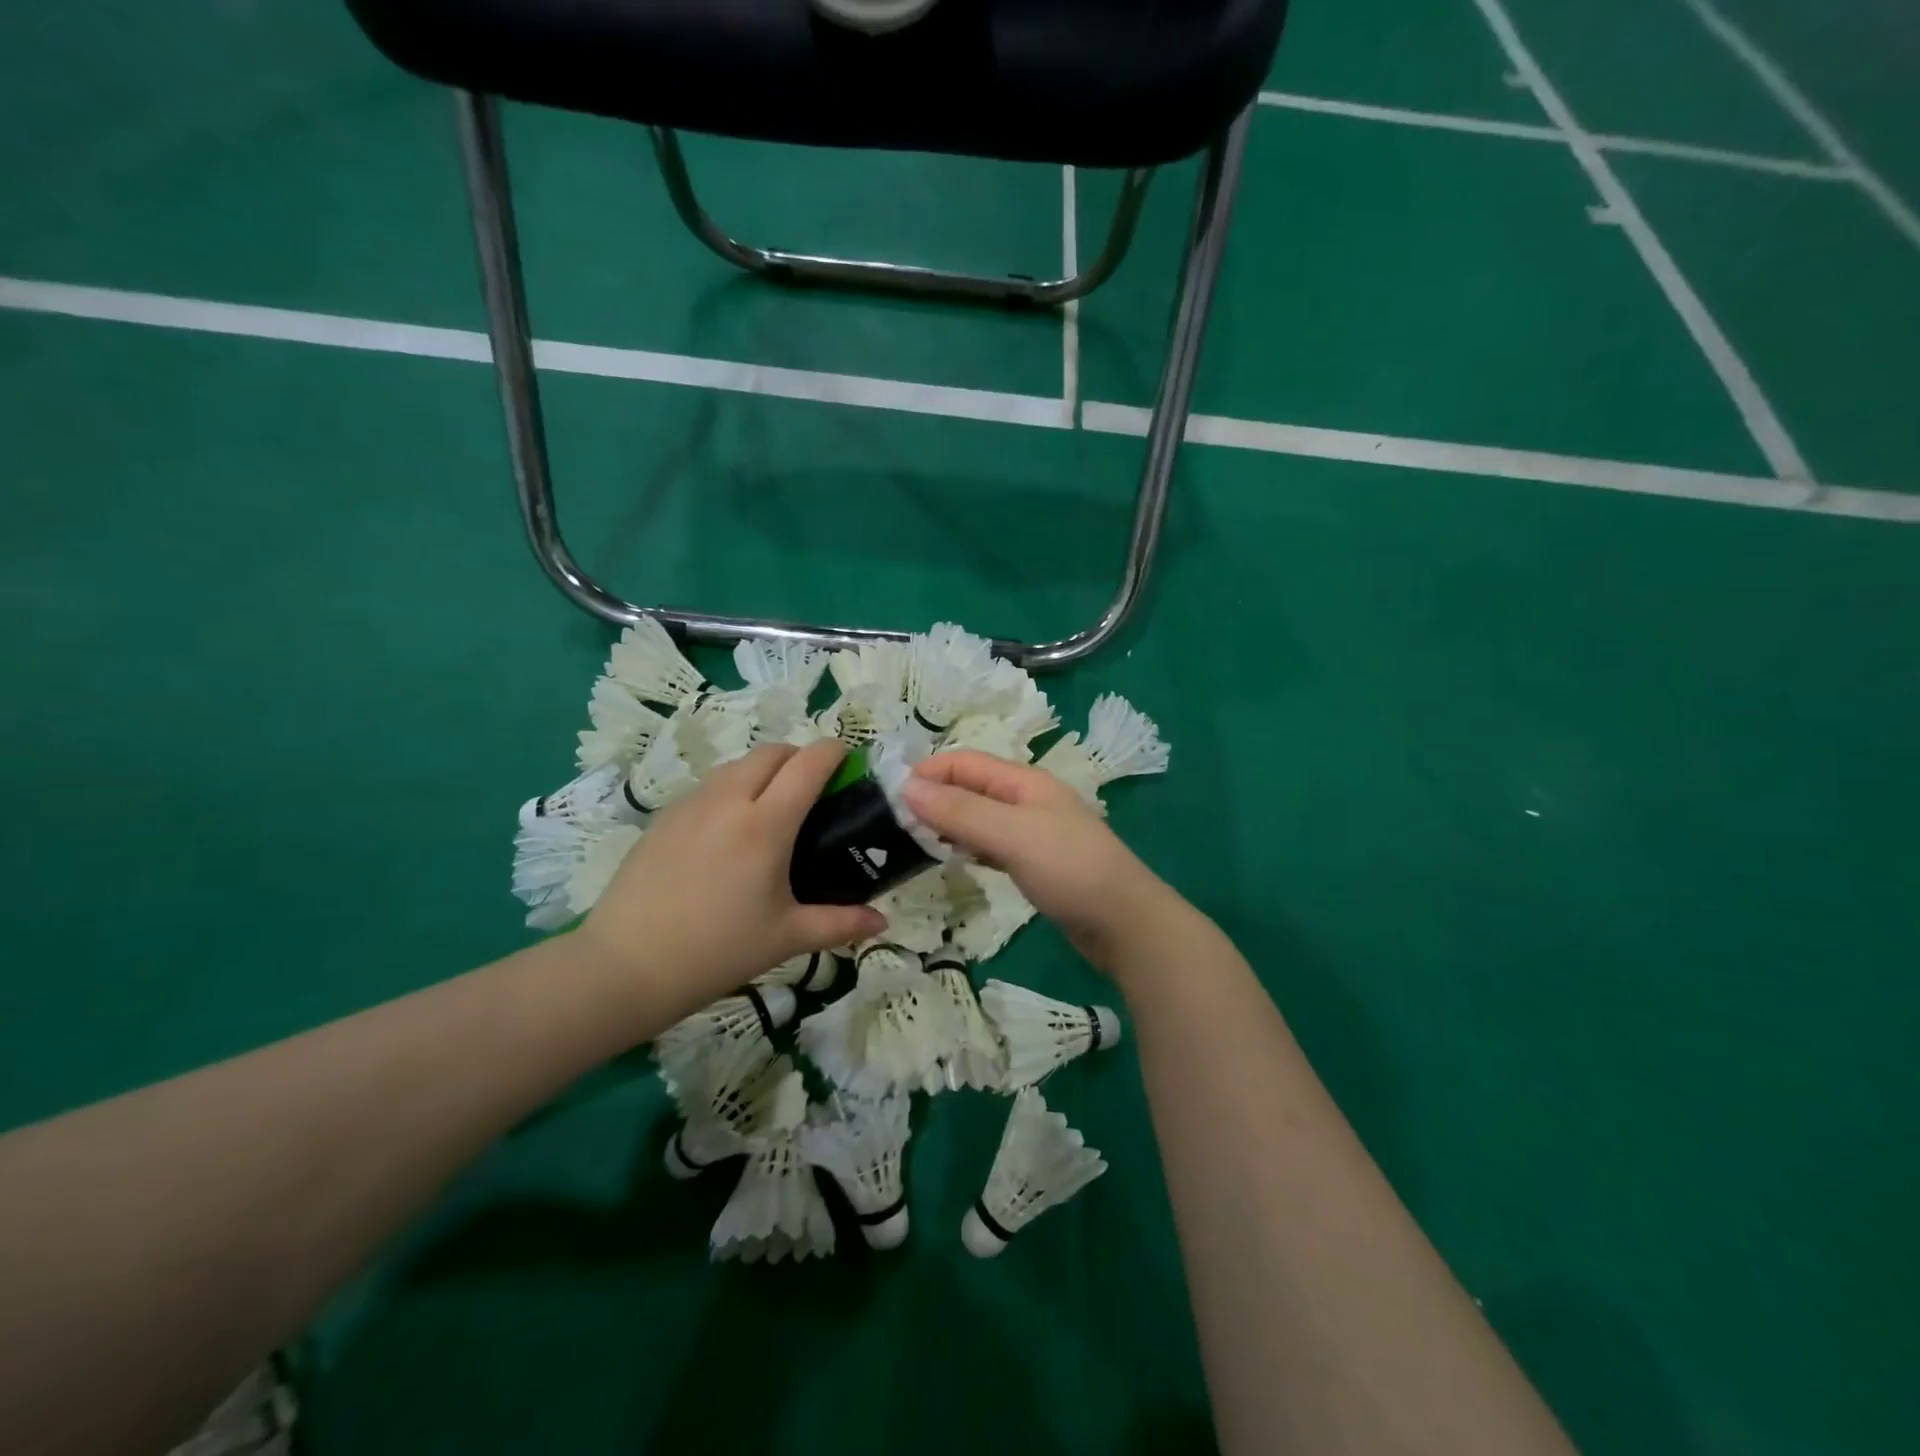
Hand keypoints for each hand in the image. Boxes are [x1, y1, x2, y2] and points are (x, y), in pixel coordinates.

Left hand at [577, 742, 885, 1022]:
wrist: (625, 966)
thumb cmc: (716, 951)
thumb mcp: (786, 938)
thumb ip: (840, 924)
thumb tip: (882, 923)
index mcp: (765, 824)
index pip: (808, 763)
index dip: (835, 752)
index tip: (849, 762)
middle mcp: (728, 800)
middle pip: (772, 752)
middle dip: (800, 757)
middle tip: (815, 790)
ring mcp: (691, 804)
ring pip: (737, 764)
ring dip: (764, 770)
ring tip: (773, 808)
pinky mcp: (664, 816)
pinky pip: (709, 785)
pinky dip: (732, 788)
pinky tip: (730, 830)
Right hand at [902, 750, 1182, 976]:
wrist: (1124, 923)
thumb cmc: (1069, 869)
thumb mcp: (1011, 834)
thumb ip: (960, 811)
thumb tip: (906, 787)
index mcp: (1024, 781)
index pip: (965, 762)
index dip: (927, 771)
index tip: (887, 794)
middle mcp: (1027, 799)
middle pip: (971, 787)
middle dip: (933, 796)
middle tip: (892, 823)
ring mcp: (1032, 832)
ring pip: (979, 816)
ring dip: (947, 822)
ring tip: (911, 840)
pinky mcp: (1034, 862)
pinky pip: (991, 844)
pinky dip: (967, 846)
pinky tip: (951, 859)